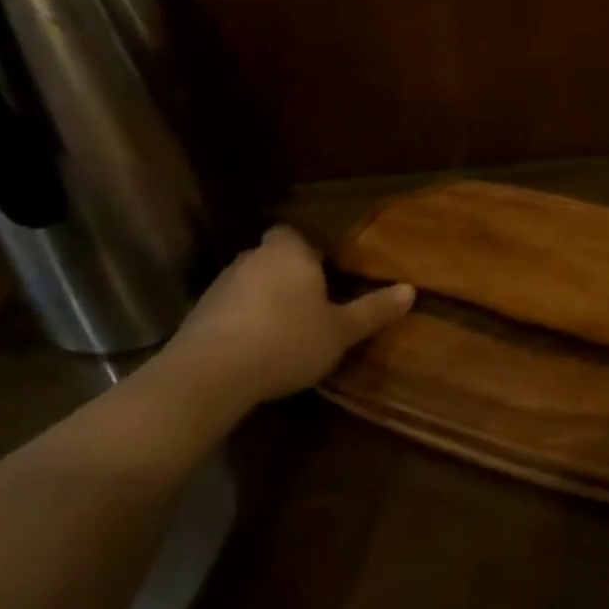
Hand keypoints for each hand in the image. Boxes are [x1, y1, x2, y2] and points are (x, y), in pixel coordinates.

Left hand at [151, 225, 413, 418]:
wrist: (211, 373)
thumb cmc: (287, 340)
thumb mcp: (341, 331)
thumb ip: (373, 310)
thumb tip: (411, 289)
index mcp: (289, 252)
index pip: (295, 235)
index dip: (308, 252)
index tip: (324, 275)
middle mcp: (252, 258)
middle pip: (273, 258)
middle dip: (287, 276)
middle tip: (310, 305)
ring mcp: (220, 285)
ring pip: (249, 283)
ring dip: (263, 300)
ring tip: (283, 331)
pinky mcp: (198, 315)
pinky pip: (229, 310)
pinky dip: (241, 322)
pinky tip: (254, 349)